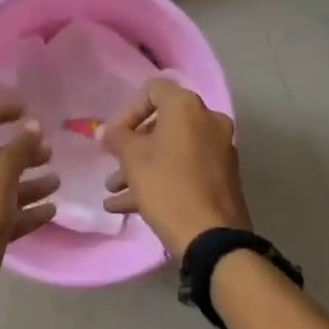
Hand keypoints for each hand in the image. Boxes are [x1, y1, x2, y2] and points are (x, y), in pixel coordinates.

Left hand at [0, 101, 58, 311]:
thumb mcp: (2, 171)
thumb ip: (21, 146)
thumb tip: (33, 127)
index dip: (1, 110)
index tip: (27, 112)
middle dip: (22, 151)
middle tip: (50, 153)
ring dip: (29, 181)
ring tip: (57, 182)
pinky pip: (2, 213)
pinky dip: (24, 209)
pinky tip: (50, 211)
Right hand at [103, 78, 248, 257]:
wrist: (213, 238)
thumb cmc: (168, 187)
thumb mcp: (133, 160)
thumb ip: (116, 138)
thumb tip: (106, 130)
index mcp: (187, 107)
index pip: (153, 90)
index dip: (129, 112)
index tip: (116, 138)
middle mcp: (208, 120)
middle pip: (162, 124)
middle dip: (132, 147)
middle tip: (114, 167)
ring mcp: (219, 149)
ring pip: (172, 150)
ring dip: (142, 167)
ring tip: (114, 192)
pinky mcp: (222, 176)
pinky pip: (185, 168)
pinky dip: (161, 179)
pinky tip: (129, 207)